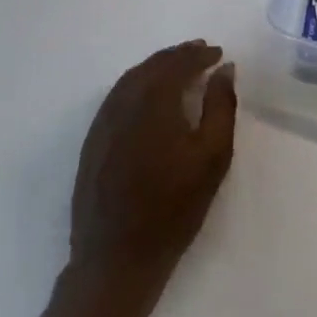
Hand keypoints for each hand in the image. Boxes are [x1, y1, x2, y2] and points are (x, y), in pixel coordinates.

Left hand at [68, 40, 236, 294]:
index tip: (218, 54)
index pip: (180, 61)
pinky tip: (148, 97)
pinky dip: (137, 85)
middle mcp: (125, 99)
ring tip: (178, 70)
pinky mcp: (93, 141)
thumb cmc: (172, 209)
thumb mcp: (212, 157)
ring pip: (133, 77)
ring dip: (157, 67)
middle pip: (154, 64)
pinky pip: (118, 96)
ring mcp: (104, 120)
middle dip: (179, 56)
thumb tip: (224, 68)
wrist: (115, 262)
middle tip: (201, 54)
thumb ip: (221, 105)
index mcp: (155, 97)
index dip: (201, 54)